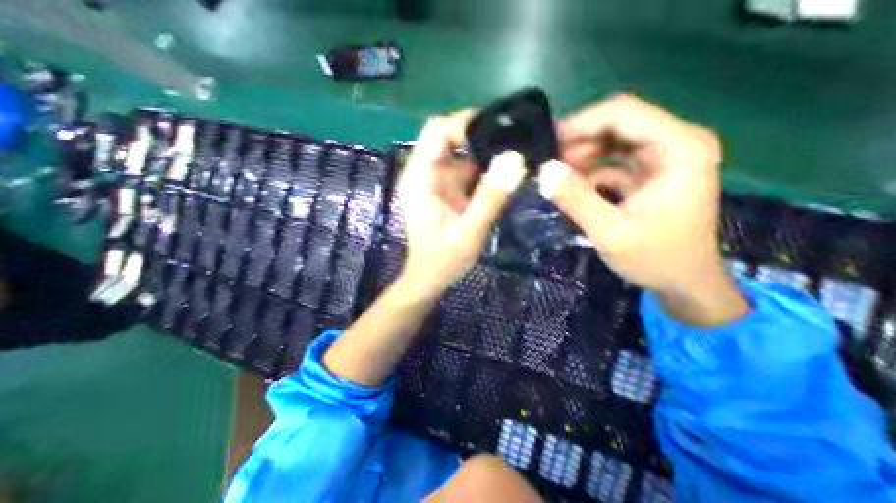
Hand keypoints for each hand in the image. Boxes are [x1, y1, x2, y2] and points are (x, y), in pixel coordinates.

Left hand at [396, 111, 526, 297]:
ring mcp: (437, 181)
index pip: (437, 130)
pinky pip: (467, 170)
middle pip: (451, 137)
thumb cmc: (443, 260)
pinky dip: (485, 171)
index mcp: (420, 177)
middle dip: (482, 138)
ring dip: (487, 155)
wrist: (431, 278)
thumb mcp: (469, 232)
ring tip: (516, 159)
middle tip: (514, 145)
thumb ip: (490, 198)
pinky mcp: (447, 190)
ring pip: (463, 154)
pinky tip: (505, 177)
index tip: (499, 131)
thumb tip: (515, 159)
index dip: (466, 123)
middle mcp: (425, 172)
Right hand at [538, 94, 750, 327]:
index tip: (548, 142)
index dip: (581, 123)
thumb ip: (576, 200)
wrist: (684, 283)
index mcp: (678, 148)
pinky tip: (572, 188)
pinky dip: (590, 172)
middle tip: (547, 163)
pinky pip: (613, 163)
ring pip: (612, 142)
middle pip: (617, 124)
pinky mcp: (650, 175)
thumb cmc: (655, 259)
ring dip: (582, 157)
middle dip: (578, 141)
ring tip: (556, 176)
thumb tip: (544, 171)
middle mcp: (675, 144)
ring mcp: (663, 159)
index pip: (623, 113)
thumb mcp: (610, 232)